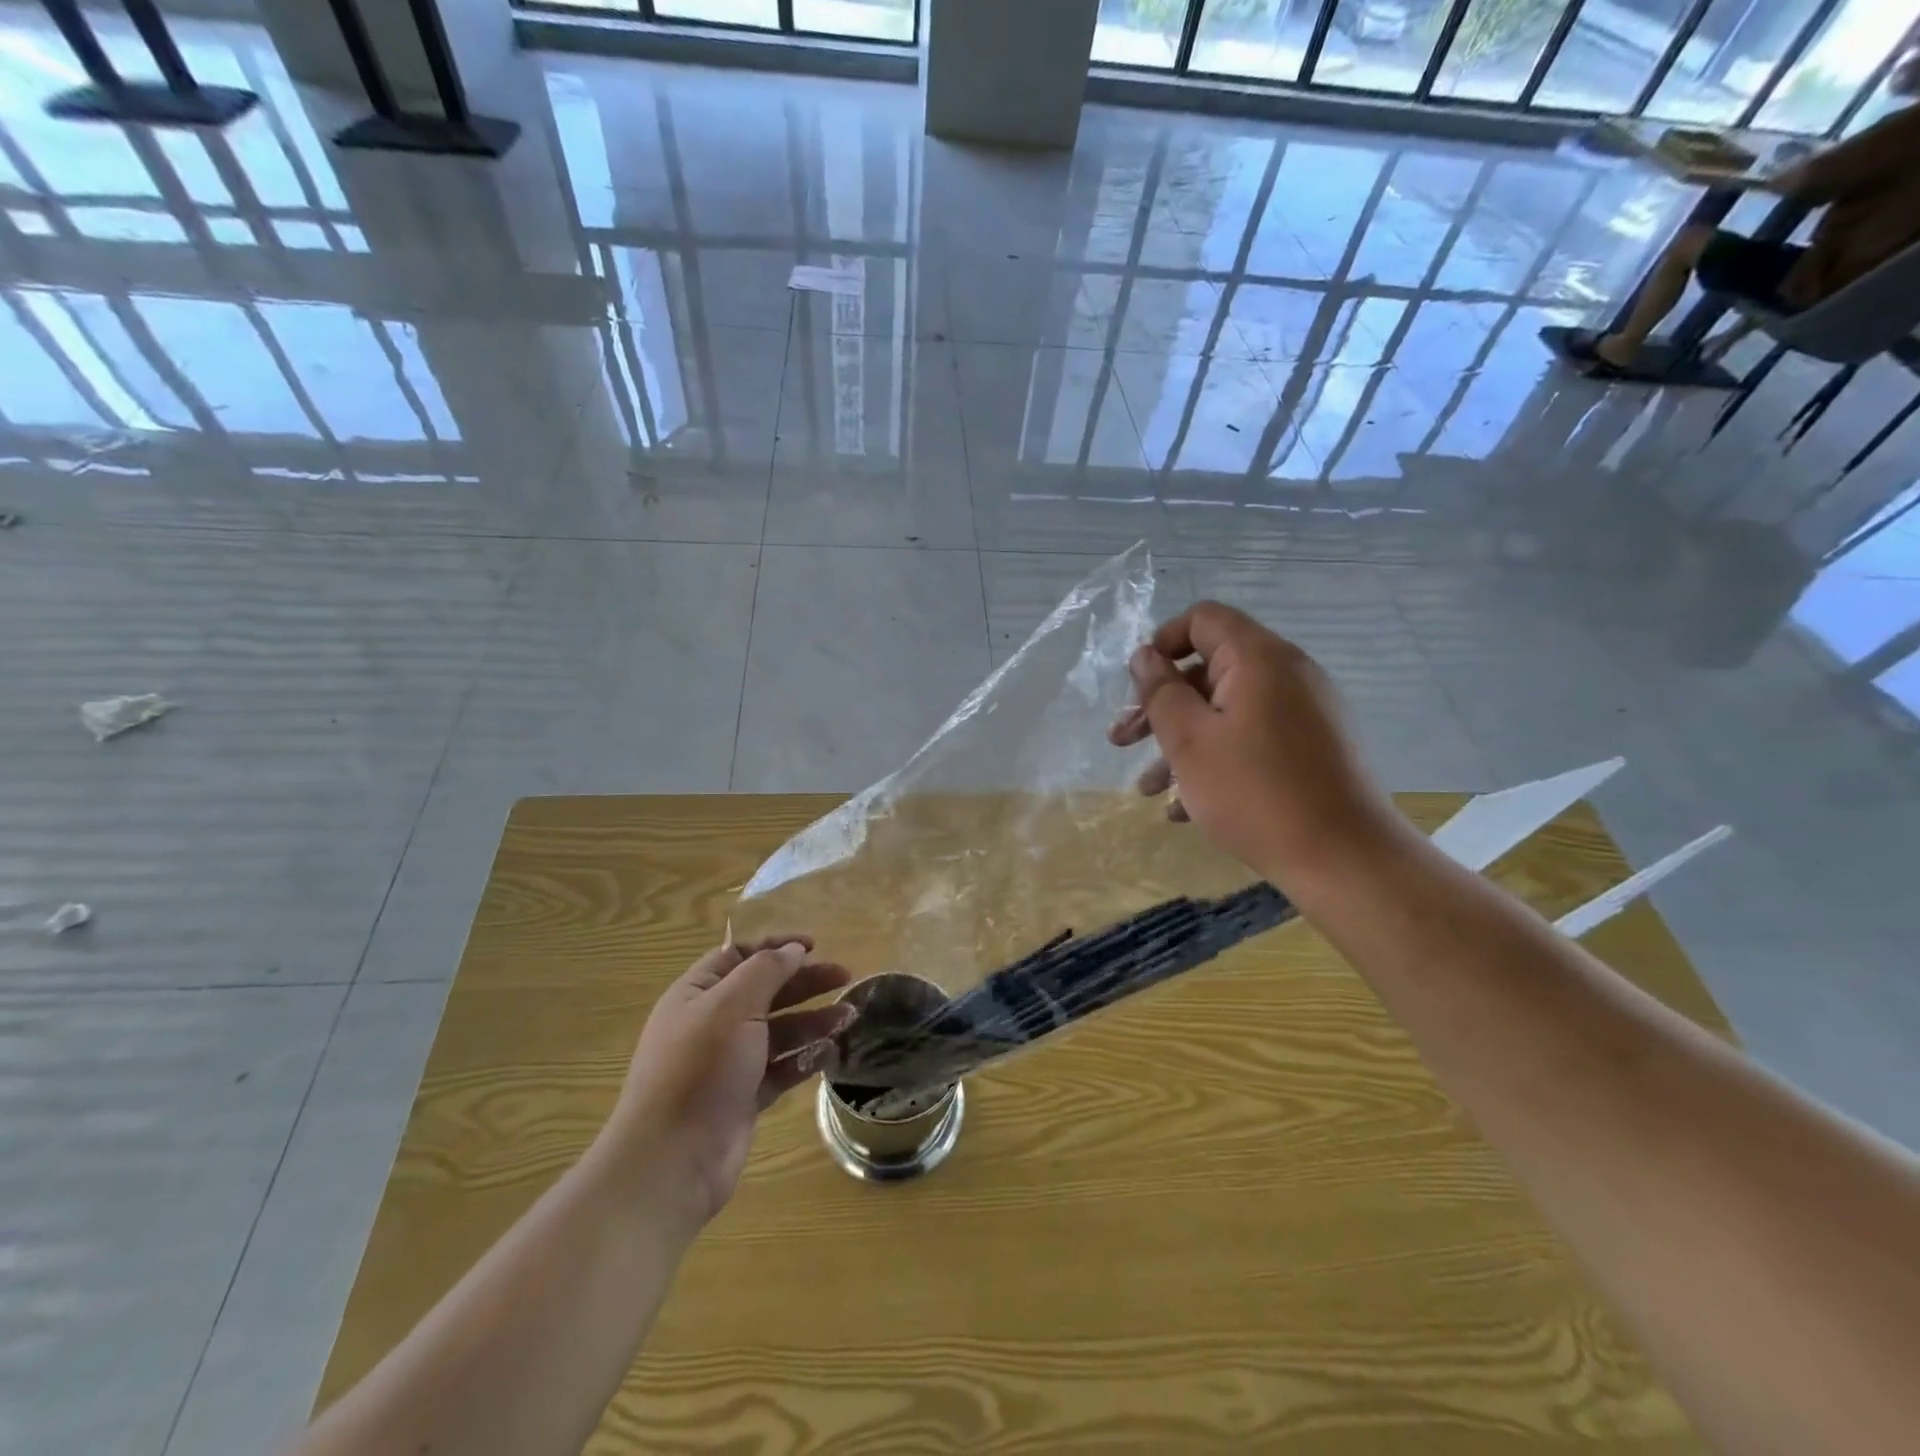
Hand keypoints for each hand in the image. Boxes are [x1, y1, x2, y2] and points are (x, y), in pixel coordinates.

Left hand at [603, 935, 853, 1227]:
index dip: (776, 946)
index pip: (738, 955)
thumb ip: (767, 971)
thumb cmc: (700, 1069)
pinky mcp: (744, 1097)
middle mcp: (711, 1023)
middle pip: (765, 991)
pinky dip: (805, 1058)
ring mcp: (728, 1062)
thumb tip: (794, 950)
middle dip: (804, 981)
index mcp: (697, 993)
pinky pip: (780, 1068)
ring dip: (812, 1020)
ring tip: (848, 1017)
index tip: (815, 944)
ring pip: (778, 1031)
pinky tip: (832, 1052)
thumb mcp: (733, 1006)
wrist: (672, 1161)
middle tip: (845, 976)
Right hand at [1109, 602, 1402, 886]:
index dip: (1162, 643)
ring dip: (1182, 743)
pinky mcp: (1314, 748)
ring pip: (1228, 711)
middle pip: (1211, 670)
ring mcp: (1307, 713)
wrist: (1345, 859)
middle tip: (1122, 742)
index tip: (1137, 686)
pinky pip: (1254, 738)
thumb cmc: (1255, 793)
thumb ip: (1161, 692)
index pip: (1203, 619)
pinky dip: (1218, 760)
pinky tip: (1187, 808)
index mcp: (1260, 659)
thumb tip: (1145, 656)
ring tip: (1149, 790)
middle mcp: (1288, 674)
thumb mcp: (1189, 741)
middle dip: (1161, 706)